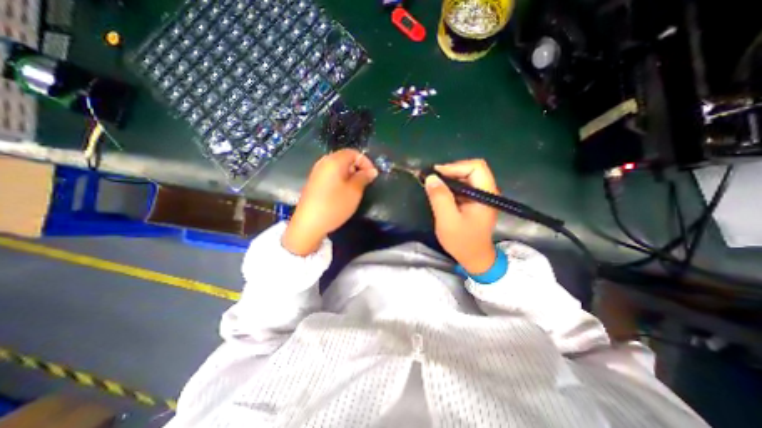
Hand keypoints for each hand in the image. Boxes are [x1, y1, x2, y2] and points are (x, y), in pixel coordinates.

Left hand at [283, 149, 377, 255]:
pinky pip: (330, 175)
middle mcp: (323, 162)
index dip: (365, 162)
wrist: (309, 224)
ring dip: (349, 174)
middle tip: (365, 182)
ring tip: (355, 188)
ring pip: (337, 167)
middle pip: (344, 158)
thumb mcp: (354, 191)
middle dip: (357, 168)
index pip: (353, 152)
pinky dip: (340, 179)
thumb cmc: (335, 206)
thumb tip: (372, 171)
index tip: (372, 175)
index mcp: (333, 161)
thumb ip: (364, 178)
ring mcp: (316, 172)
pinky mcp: (313, 182)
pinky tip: (342, 192)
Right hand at [423, 158, 501, 272]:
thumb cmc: (462, 241)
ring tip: (434, 185)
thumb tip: (431, 177)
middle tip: (433, 179)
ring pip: (467, 177)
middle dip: (451, 171)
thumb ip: (440, 198)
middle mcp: (488, 191)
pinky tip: (441, 193)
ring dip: (450, 178)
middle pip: (472, 169)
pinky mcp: (476, 202)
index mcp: (486, 194)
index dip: (455, 167)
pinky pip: (464, 186)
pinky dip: (451, 186)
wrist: (474, 258)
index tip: (436, 174)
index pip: (476, 167)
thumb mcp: (447, 220)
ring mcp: (482, 196)